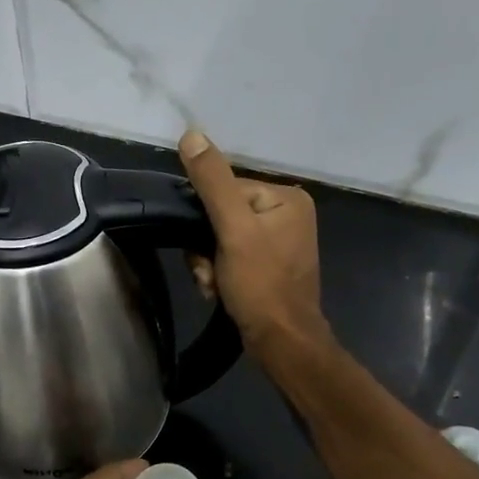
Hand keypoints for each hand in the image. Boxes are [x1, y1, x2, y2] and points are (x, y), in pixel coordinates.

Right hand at [178, 130, 328, 358]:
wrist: (282, 343)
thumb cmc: (261, 285)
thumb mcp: (232, 229)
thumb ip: (212, 182)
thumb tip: (191, 135)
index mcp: (286, 197)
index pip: (225, 189)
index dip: (204, 219)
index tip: (202, 250)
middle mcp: (287, 213)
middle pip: (221, 214)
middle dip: (205, 247)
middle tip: (209, 273)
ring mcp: (279, 240)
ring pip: (221, 238)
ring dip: (208, 262)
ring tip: (214, 285)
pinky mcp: (270, 264)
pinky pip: (231, 255)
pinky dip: (219, 272)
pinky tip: (219, 290)